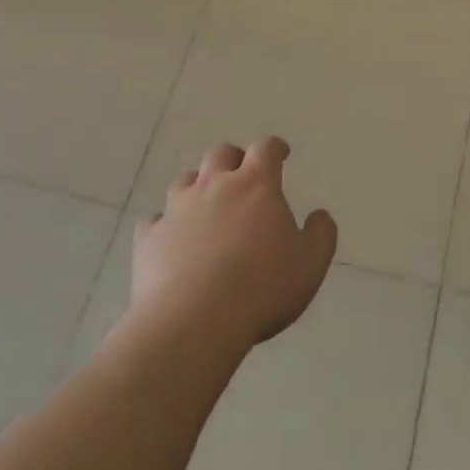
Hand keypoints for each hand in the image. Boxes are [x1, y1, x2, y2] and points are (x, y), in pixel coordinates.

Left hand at [132, 137, 337, 352]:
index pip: (266, 150)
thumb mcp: (310, 264)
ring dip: (198, 186)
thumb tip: (320, 215)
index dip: (274, 148)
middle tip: (242, 175)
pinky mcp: (149, 237)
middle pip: (221, 154)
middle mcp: (214, 185)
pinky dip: (165, 224)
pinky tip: (170, 239)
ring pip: (184, 181)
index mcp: (256, 185)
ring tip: (206, 205)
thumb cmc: (262, 288)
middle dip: (233, 159)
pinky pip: (155, 220)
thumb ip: (320, 234)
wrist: (193, 321)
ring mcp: (177, 209)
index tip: (280, 153)